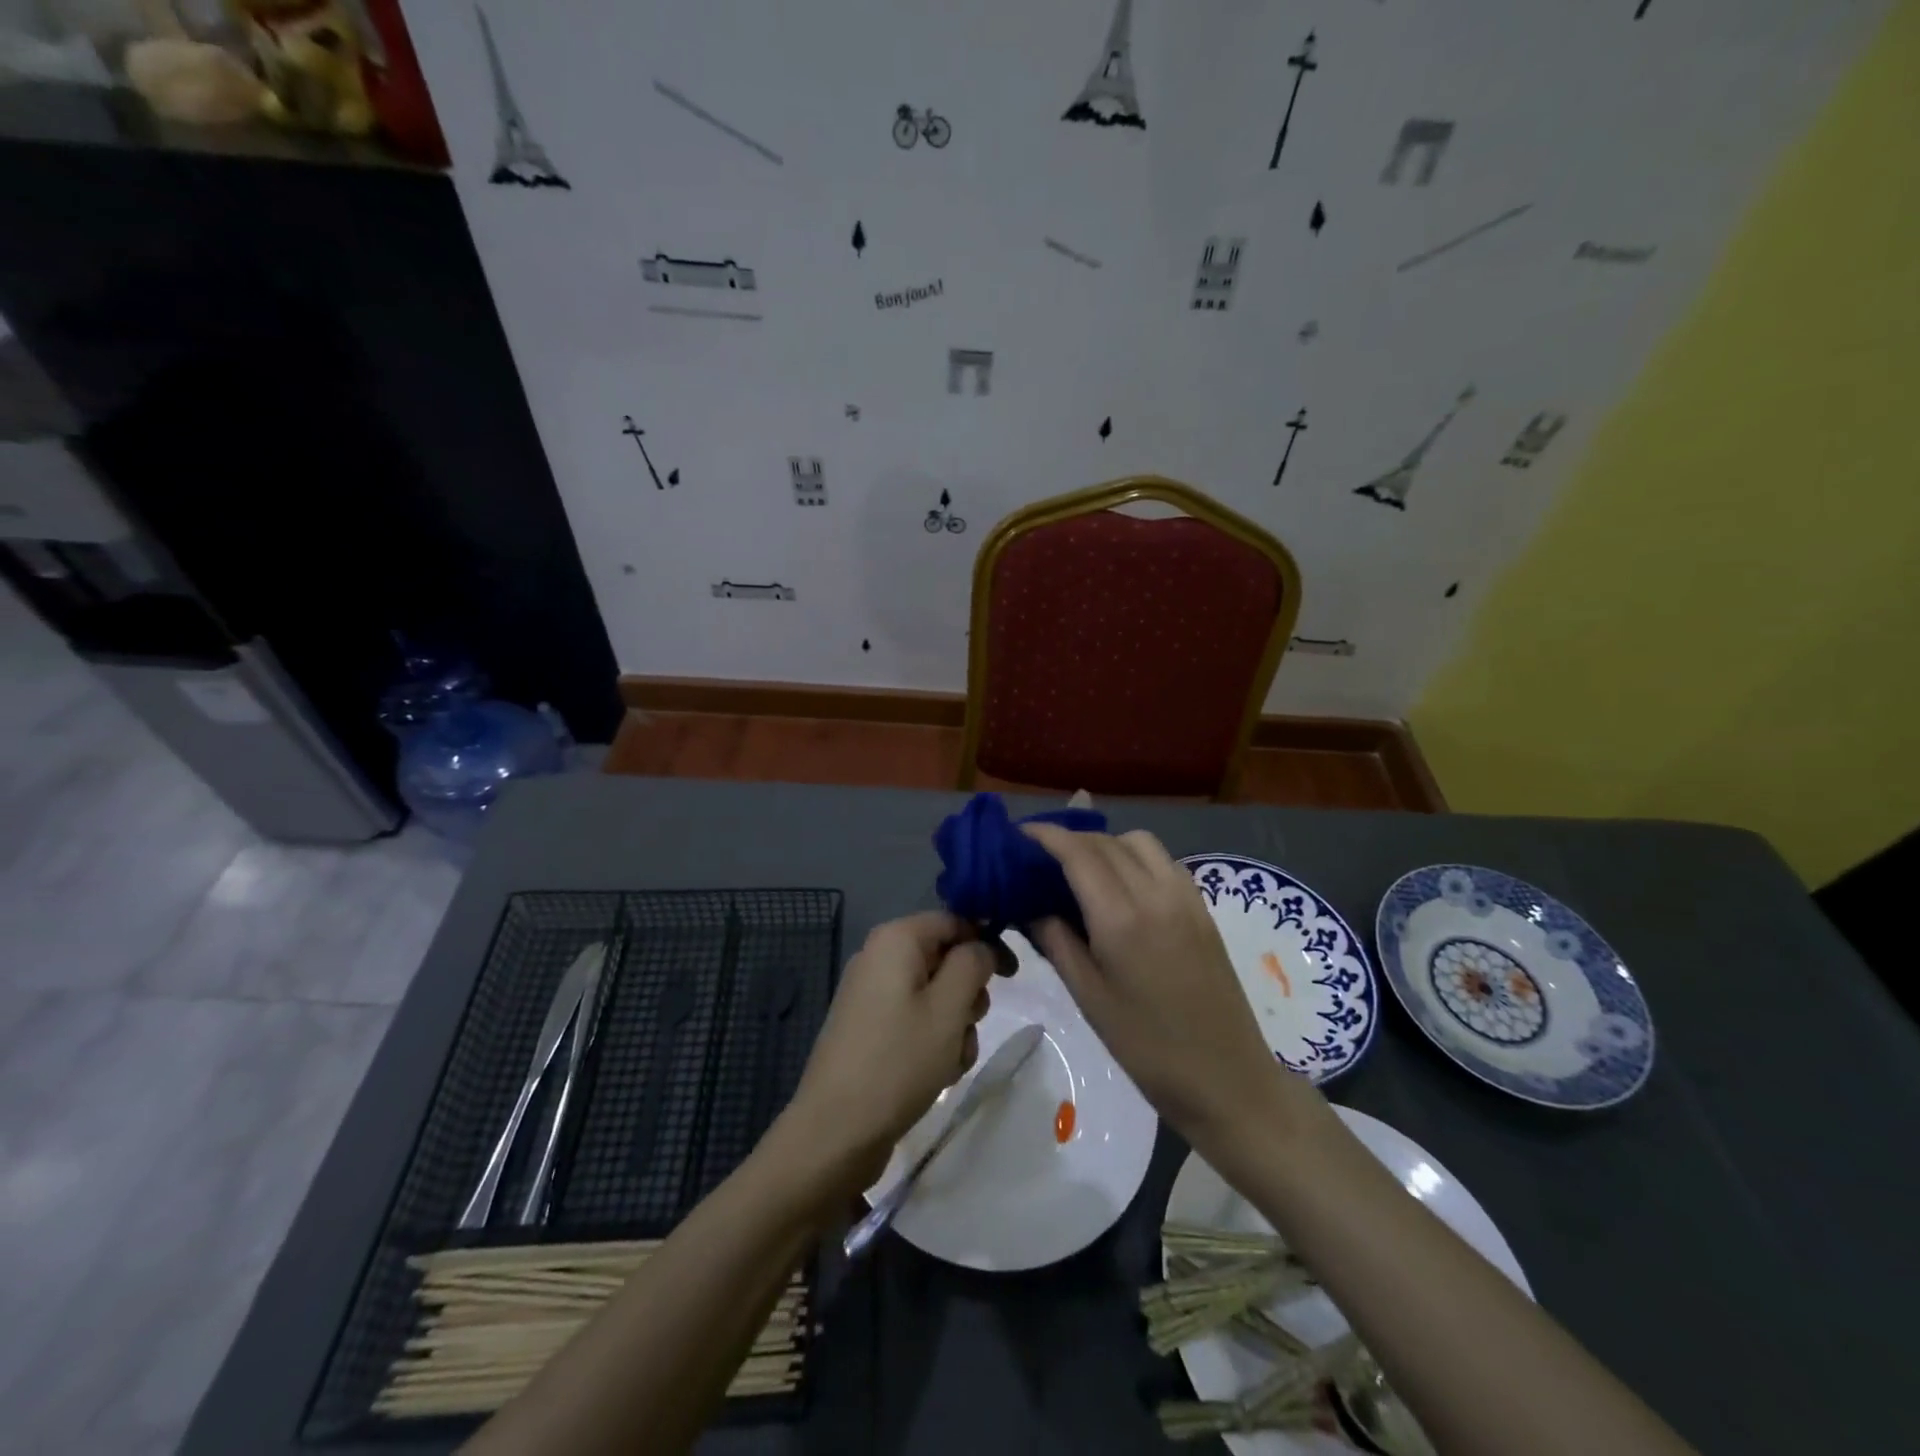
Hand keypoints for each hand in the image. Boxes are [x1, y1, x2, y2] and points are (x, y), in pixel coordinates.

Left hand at [779, 912, 994, 1195]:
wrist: (835, 1131)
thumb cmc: (899, 1060)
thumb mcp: (949, 1008)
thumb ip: (972, 964)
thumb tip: (980, 945)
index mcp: (896, 939)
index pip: (954, 920)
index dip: (986, 942)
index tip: (1012, 976)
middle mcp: (879, 957)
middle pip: (944, 958)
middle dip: (968, 993)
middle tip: (970, 1024)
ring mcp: (870, 994)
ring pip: (934, 994)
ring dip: (954, 1024)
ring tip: (950, 1060)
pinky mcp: (868, 1027)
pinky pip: (914, 1019)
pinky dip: (932, 1040)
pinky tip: (935, 1073)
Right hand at [1021, 825, 1305, 1146]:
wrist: (1228, 1080)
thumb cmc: (1148, 1048)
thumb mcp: (1089, 998)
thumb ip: (1056, 942)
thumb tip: (1030, 906)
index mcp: (1122, 918)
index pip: (1079, 853)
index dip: (1047, 836)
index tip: (1019, 834)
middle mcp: (1156, 894)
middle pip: (1107, 841)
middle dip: (1070, 838)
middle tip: (1041, 857)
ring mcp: (1186, 898)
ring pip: (1140, 843)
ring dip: (1106, 843)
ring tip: (1082, 870)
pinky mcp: (1203, 909)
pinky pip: (1164, 862)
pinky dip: (1135, 857)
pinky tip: (1123, 887)